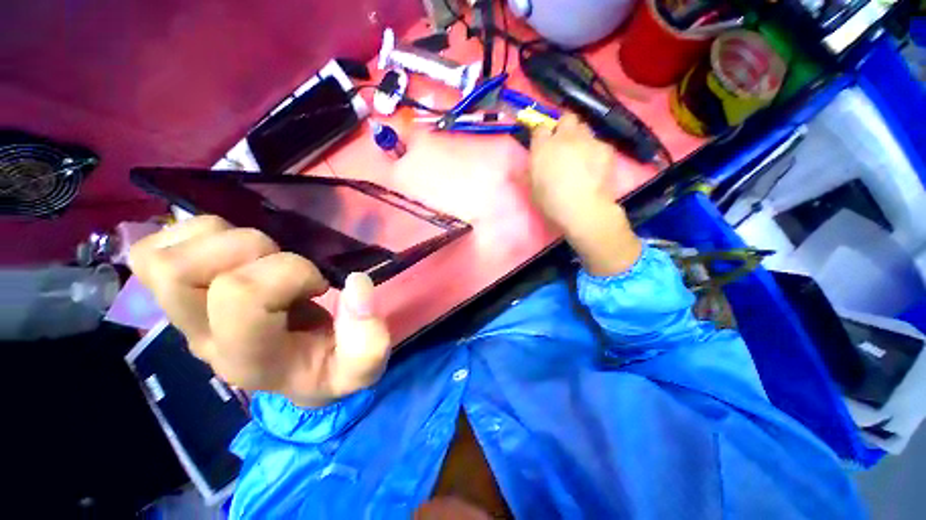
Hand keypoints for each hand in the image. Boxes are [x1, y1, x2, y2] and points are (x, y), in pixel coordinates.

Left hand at [129, 216, 390, 407]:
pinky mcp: (163, 287)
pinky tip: (212, 248)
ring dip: (216, 236)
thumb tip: (356, 285)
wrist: (277, 367)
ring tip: (246, 256)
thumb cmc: (312, 364)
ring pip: (166, 254)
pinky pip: (151, 250)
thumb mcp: (352, 371)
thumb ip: (367, 343)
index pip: (238, 297)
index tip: (312, 284)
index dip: (285, 272)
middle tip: (268, 261)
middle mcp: (199, 337)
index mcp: (245, 361)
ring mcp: (175, 311)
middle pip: (177, 276)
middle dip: (236, 249)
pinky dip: (180, 236)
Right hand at [529, 113, 616, 233]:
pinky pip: (602, 143)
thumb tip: (513, 170)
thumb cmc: (552, 201)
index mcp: (543, 145)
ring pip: (585, 127)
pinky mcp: (606, 149)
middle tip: (568, 139)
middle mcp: (565, 136)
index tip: (546, 139)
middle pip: (567, 117)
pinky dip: (600, 151)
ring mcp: (587, 140)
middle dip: (567, 124)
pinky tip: (599, 164)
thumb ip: (524, 174)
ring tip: (585, 151)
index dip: (544, 131)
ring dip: (583, 135)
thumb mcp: (532, 189)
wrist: (584, 209)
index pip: (541, 126)